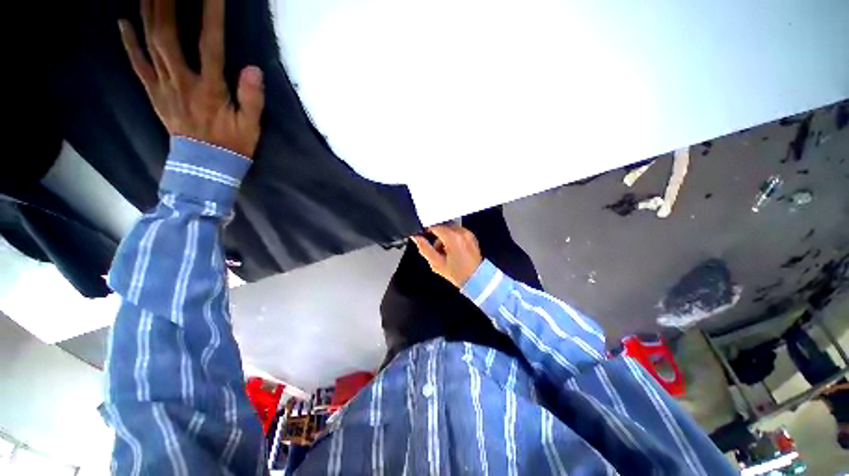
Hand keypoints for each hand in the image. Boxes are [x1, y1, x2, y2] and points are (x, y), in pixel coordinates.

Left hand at [118, 0, 264, 157]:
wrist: (205, 167)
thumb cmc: (233, 145)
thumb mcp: (251, 126)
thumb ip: (252, 99)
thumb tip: (253, 68)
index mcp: (209, 90)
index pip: (210, 45)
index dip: (211, 15)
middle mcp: (181, 82)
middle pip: (167, 36)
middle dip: (167, 3)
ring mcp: (163, 87)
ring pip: (150, 44)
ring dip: (148, 13)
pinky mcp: (154, 93)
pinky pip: (137, 65)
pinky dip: (128, 43)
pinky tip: (123, 21)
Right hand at [412, 224, 482, 287]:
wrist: (475, 279)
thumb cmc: (458, 274)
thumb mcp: (436, 263)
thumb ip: (424, 248)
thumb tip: (416, 238)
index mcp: (453, 238)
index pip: (435, 226)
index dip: (426, 231)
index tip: (423, 237)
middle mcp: (462, 233)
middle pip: (442, 227)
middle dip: (437, 237)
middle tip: (438, 251)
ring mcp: (468, 234)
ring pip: (449, 230)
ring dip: (445, 238)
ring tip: (447, 253)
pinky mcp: (471, 236)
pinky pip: (457, 233)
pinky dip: (453, 239)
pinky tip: (454, 251)